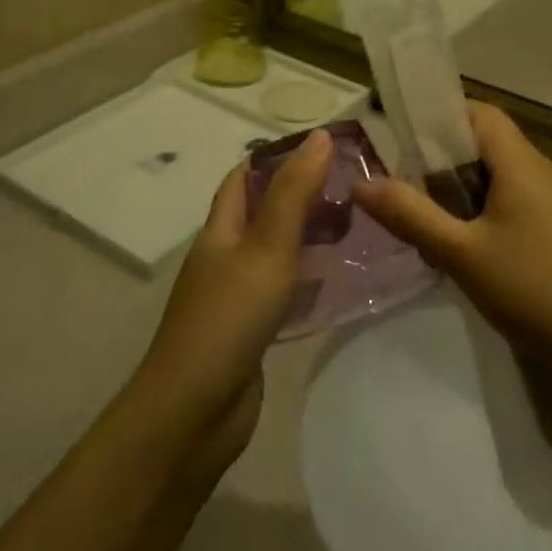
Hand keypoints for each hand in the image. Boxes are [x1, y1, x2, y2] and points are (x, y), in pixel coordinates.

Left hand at [136, 130, 331, 450]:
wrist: (193, 415)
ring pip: (276, 253)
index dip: (277, 158)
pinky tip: (341, 282)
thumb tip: (319, 136)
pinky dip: (310, 280)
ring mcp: (236, 297)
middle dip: (302, 196)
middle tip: (353, 187)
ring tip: (358, 226)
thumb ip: (294, 193)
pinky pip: (284, 292)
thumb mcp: (267, 246)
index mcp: (220, 231)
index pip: (243, 178)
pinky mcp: (251, 331)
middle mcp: (225, 258)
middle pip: (262, 213)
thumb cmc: (229, 319)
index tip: (323, 148)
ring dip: (310, 238)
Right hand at [355, 104, 551, 370]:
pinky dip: (486, 207)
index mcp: (521, 163)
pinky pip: (516, 198)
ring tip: (429, 215)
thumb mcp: (460, 253)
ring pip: (502, 173)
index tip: (406, 138)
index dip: (443, 116)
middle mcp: (542, 170)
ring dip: (465, 186)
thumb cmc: (529, 287)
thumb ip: (410, 215)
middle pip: (489, 142)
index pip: (481, 114)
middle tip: (408, 184)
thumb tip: (361, 183)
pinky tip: (466, 243)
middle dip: (446, 157)